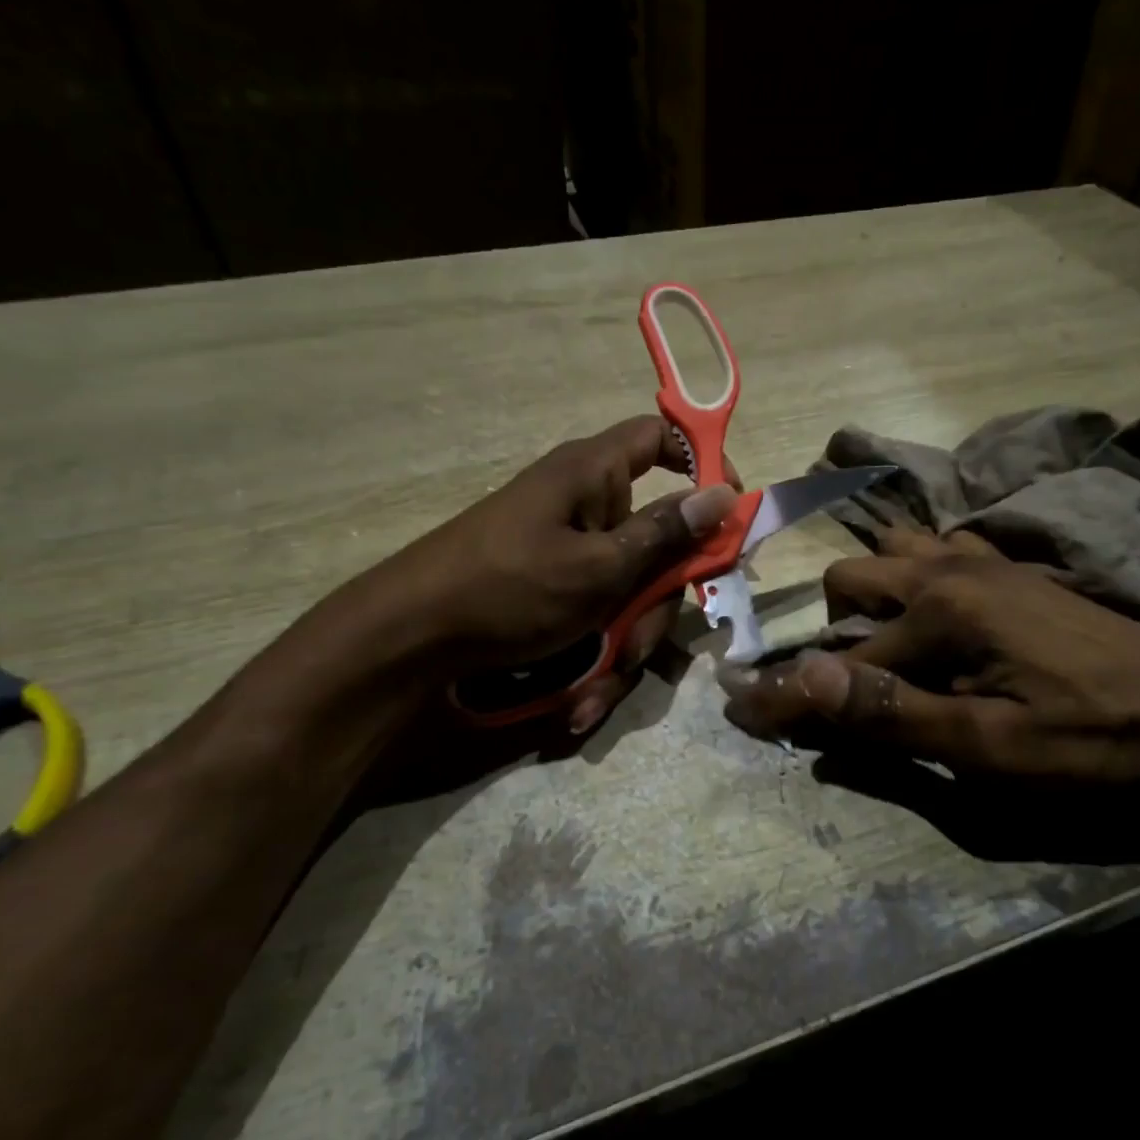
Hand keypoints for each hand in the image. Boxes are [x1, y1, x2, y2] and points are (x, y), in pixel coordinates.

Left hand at [328, 417, 737, 734]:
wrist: (410, 640)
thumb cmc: (506, 588)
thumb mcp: (597, 569)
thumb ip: (665, 535)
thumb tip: (725, 493)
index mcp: (593, 475)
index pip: (661, 438)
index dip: (702, 463)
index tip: (729, 510)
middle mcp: (586, 507)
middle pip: (656, 540)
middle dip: (654, 604)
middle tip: (636, 645)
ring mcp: (570, 552)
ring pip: (630, 591)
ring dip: (622, 645)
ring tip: (594, 689)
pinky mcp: (556, 590)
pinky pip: (597, 614)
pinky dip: (594, 655)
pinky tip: (578, 701)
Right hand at [719, 530, 1139, 782]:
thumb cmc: (1093, 739)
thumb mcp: (990, 748)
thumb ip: (892, 713)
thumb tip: (802, 680)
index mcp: (939, 610)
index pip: (837, 656)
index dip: (788, 692)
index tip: (743, 711)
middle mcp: (950, 569)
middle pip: (851, 577)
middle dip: (828, 628)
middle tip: (844, 684)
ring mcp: (985, 561)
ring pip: (894, 552)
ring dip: (871, 594)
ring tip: (881, 645)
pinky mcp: (1013, 570)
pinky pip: (942, 551)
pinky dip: (916, 575)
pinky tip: (935, 615)